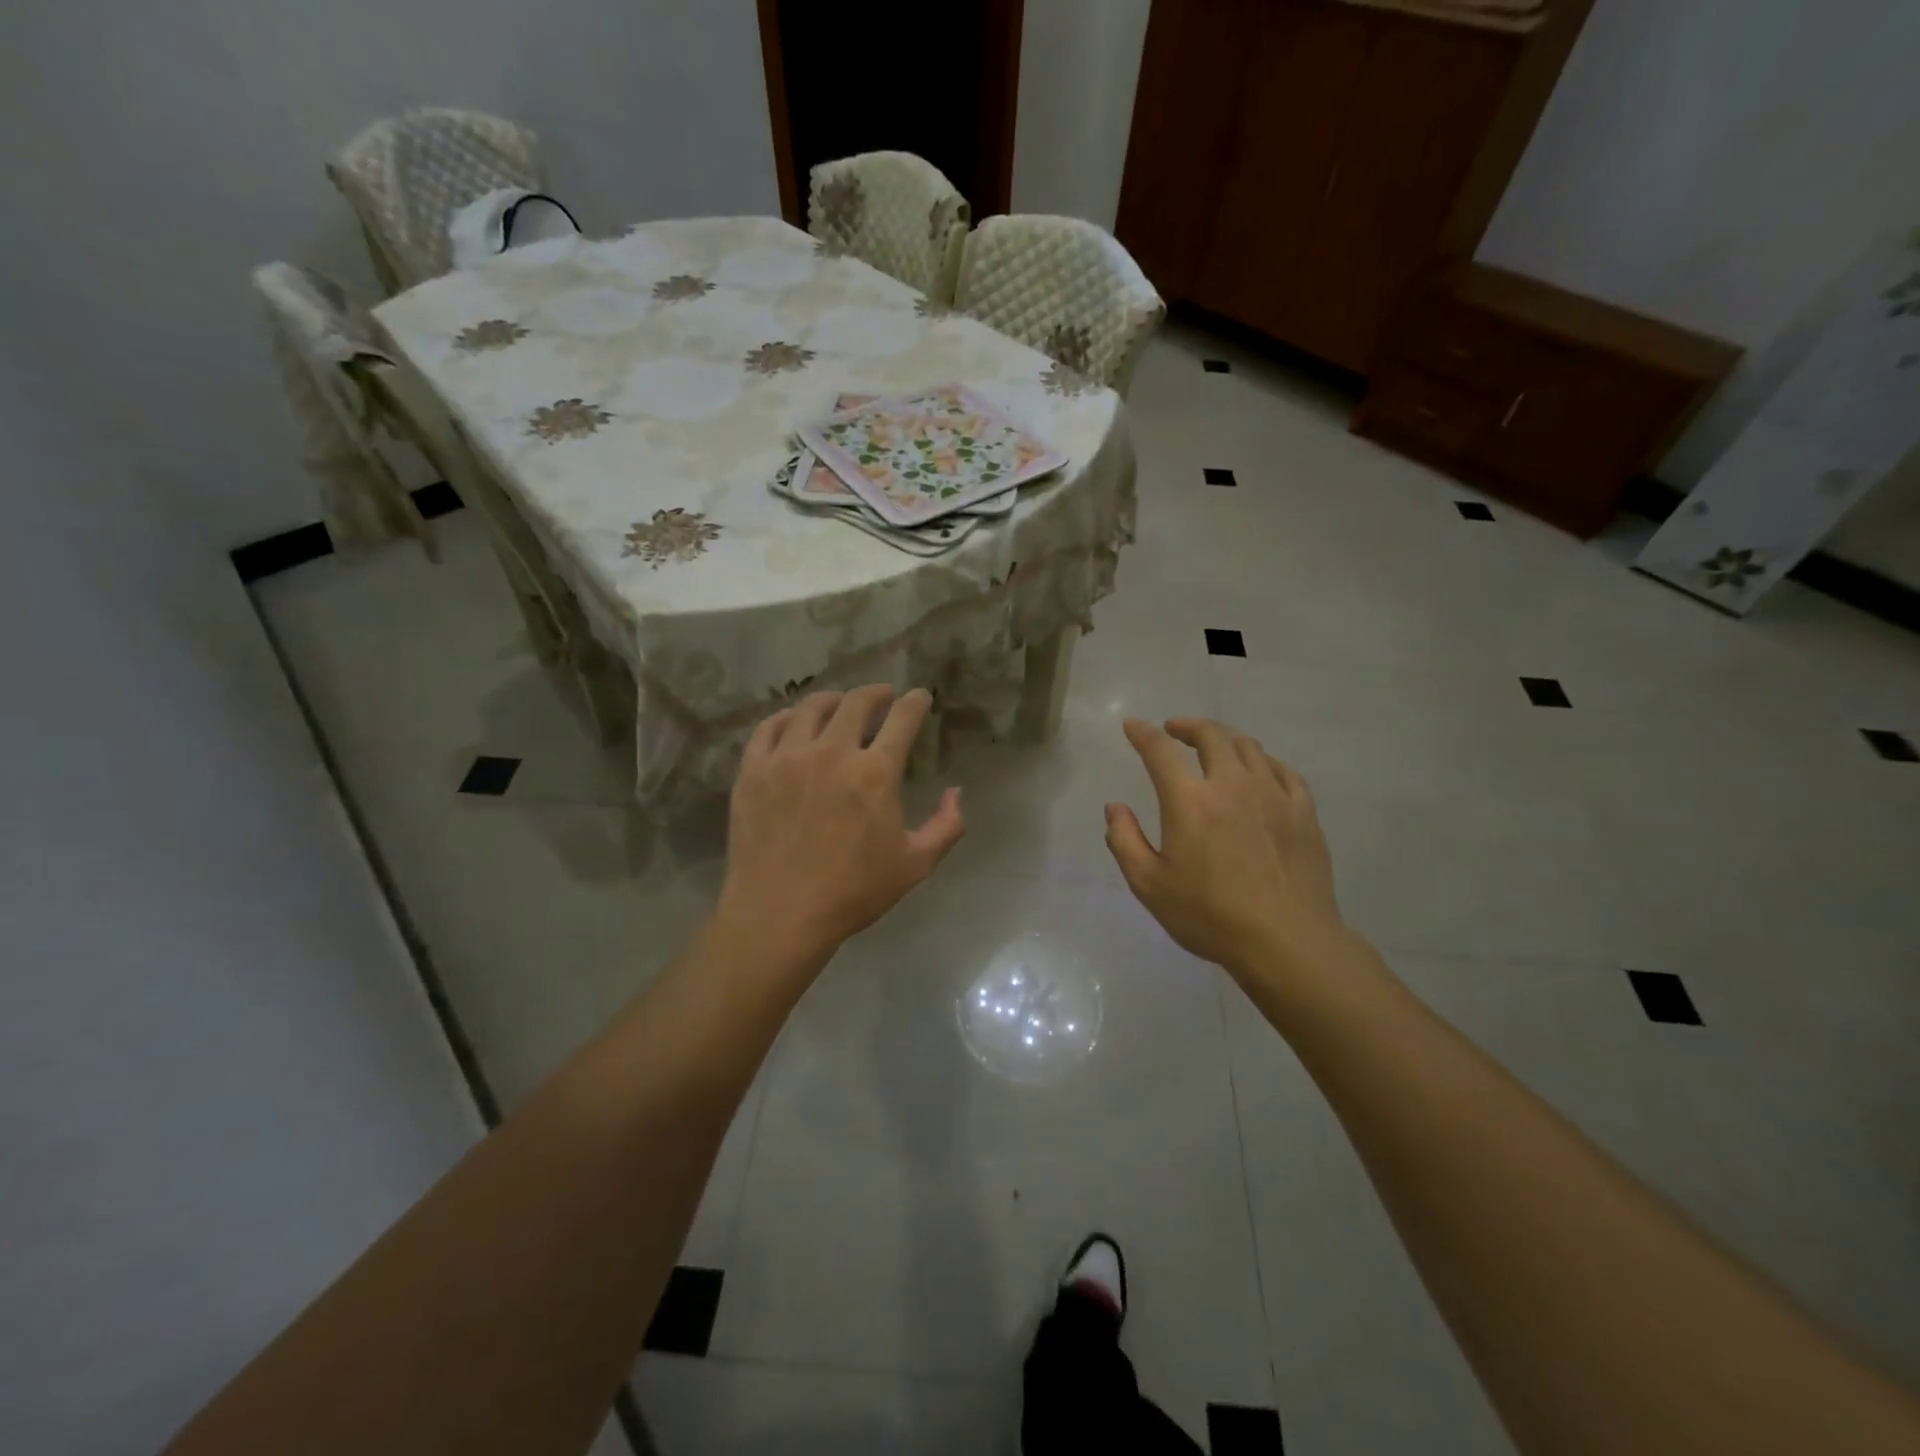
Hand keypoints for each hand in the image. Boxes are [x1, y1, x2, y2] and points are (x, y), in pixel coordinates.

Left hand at [718, 685, 964, 957]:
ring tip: (840, 704)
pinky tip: (794, 721)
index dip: (914, 702)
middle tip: (883, 696)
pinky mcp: (753, 771)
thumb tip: (956, 792)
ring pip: (811, 707)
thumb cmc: (853, 892)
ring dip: (833, 699)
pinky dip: (787, 717)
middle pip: (856, 702)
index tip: (919, 696)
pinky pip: (769, 728)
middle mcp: (832, 752)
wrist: (780, 915)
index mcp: (875, 773)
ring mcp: (787, 758)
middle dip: (876, 693)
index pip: (902, 719)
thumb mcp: (916, 865)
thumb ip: (946, 825)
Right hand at [1106, 717, 1345, 977]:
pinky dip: (1263, 761)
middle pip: (1211, 735)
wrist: (1286, 941)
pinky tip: (1259, 772)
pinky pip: (1283, 770)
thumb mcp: (1149, 885)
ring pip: (1249, 747)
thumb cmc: (1209, 915)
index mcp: (1190, 801)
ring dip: (1225, 739)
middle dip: (1188, 726)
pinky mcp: (1303, 811)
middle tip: (1174, 730)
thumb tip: (1115, 808)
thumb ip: (1124, 841)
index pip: (1160, 751)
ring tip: (1214, 748)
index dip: (1143, 733)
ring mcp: (1273, 795)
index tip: (1133, 725)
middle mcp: (1232, 785)